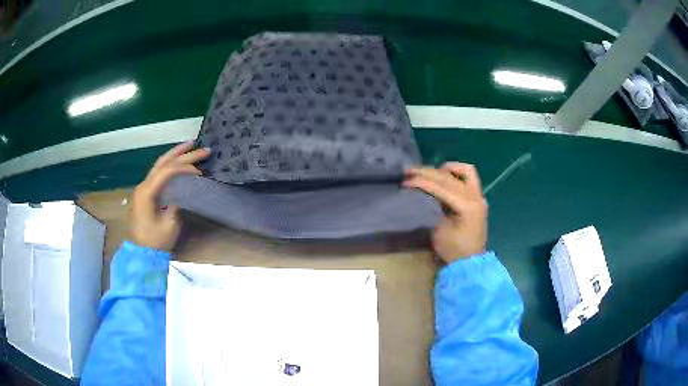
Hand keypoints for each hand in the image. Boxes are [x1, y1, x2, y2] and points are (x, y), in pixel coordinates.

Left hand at [131, 142, 210, 250]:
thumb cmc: (156, 241)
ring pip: (159, 164)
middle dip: (183, 154)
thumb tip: (185, 189)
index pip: (167, 171)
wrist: (142, 253)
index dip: (185, 168)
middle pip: (163, 163)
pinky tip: (178, 161)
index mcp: (147, 192)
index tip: (200, 172)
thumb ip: (177, 203)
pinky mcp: (146, 192)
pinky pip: (158, 173)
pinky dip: (170, 164)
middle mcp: (144, 185)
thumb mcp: (170, 224)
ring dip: (175, 154)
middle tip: (201, 149)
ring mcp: (143, 187)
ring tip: (190, 145)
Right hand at [404, 163, 487, 262]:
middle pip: (449, 177)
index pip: (441, 187)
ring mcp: (479, 195)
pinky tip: (445, 174)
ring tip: (428, 172)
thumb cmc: (452, 249)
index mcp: (467, 206)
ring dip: (443, 169)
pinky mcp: (477, 197)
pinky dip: (457, 172)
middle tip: (409, 171)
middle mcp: (475, 196)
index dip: (422, 182)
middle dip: (428, 172)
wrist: (469, 262)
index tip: (405, 180)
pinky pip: (469, 177)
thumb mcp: (438, 230)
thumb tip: (421, 194)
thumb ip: (432, 208)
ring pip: (463, 171)